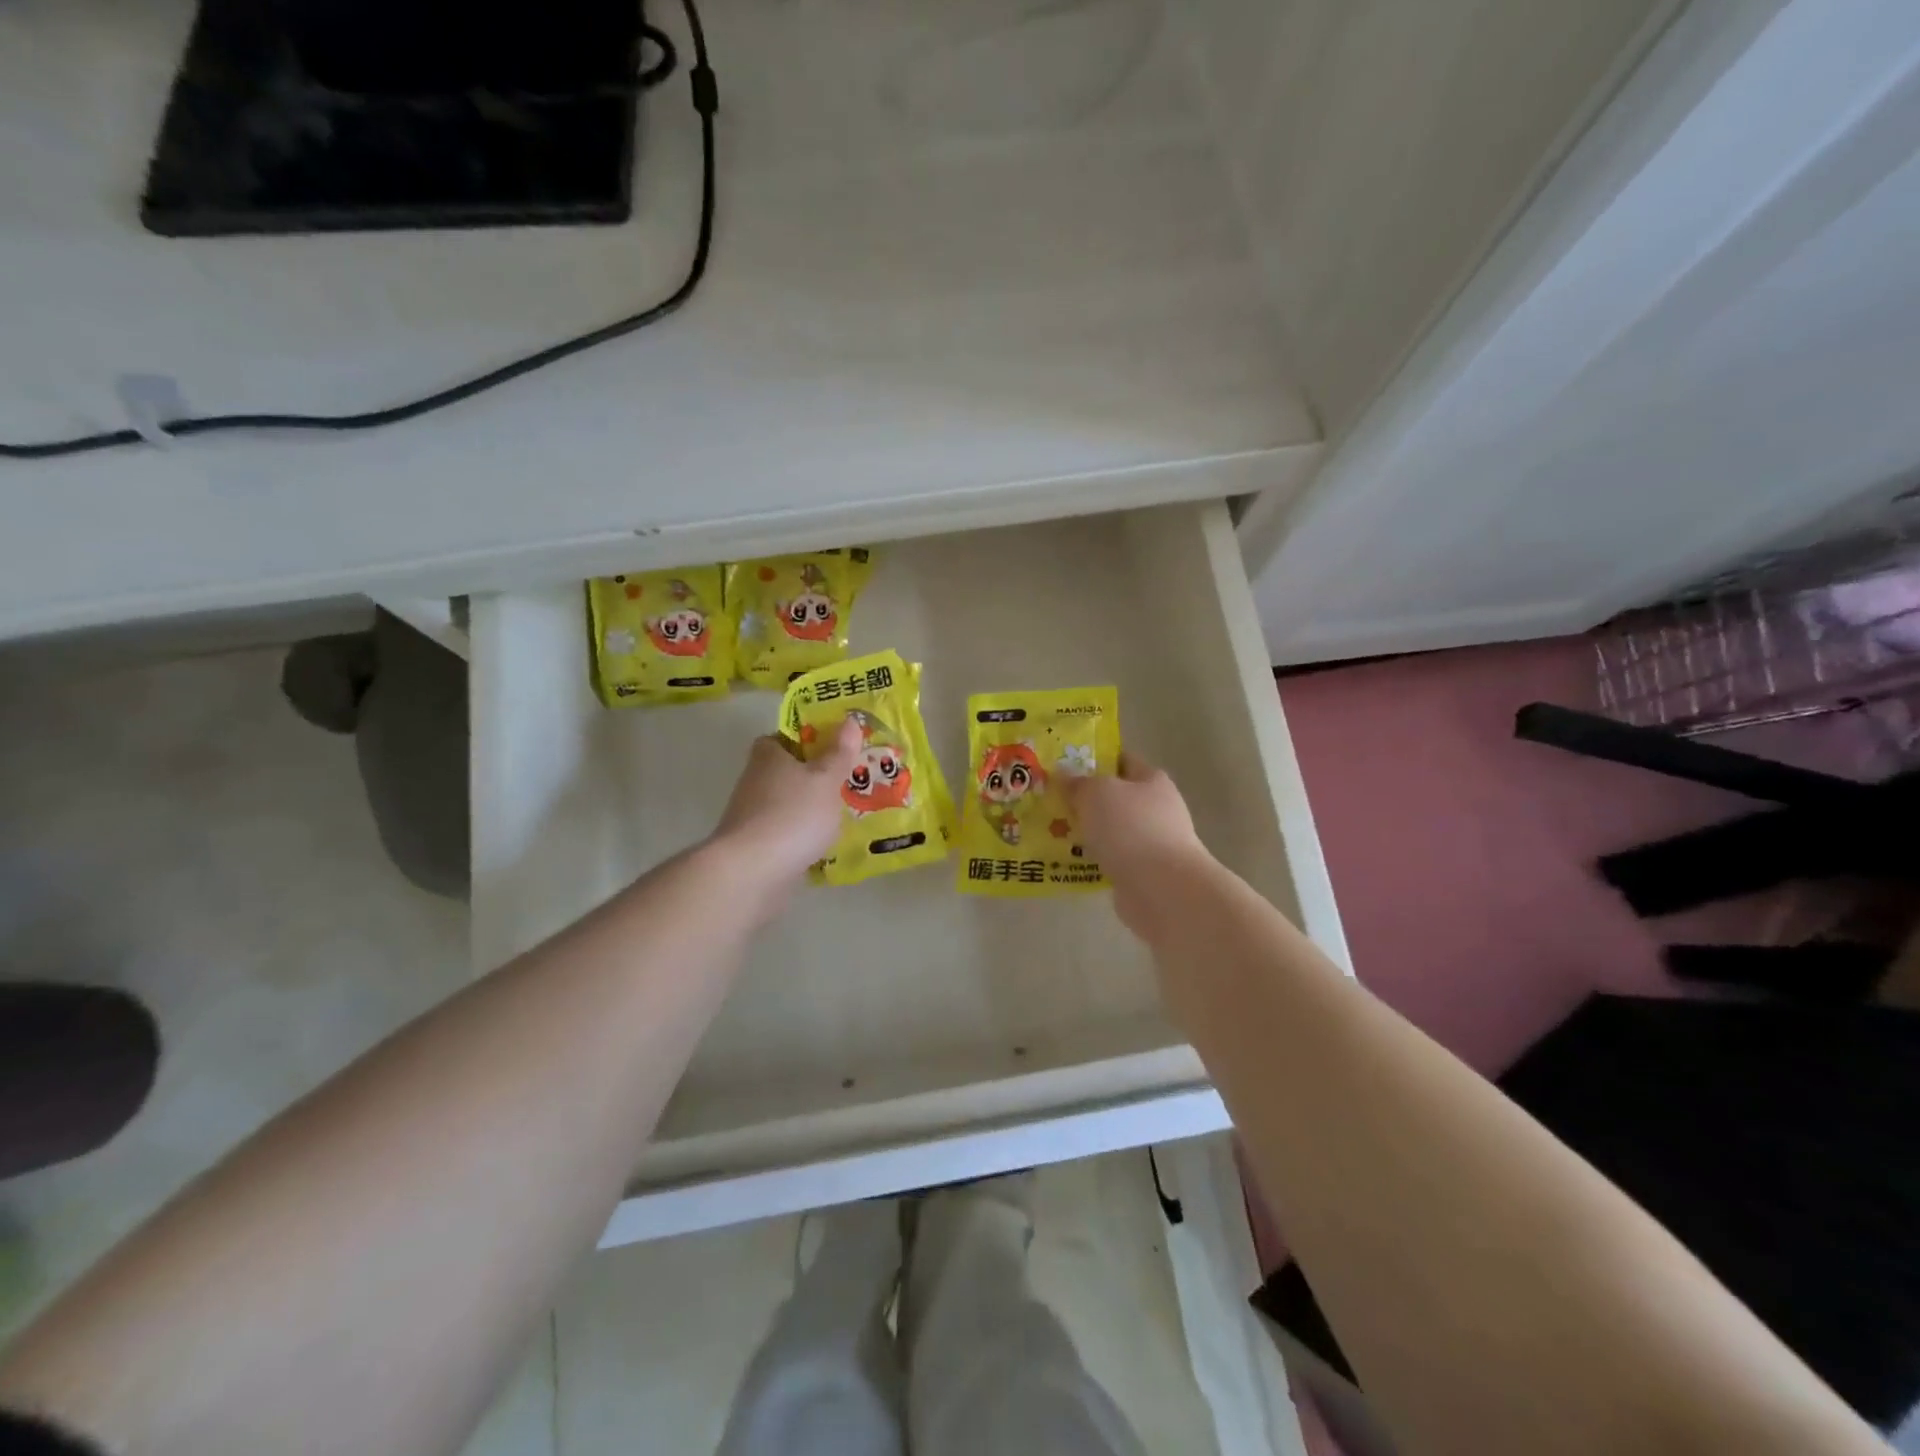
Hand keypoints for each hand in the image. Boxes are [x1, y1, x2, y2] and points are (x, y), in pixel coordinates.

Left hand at [708, 717, 862, 911]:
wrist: (752, 872)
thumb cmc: (793, 814)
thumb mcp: (826, 780)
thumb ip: (839, 753)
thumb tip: (850, 720)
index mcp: (768, 756)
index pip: (780, 738)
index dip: (804, 740)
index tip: (831, 748)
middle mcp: (754, 781)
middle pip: (785, 772)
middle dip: (812, 777)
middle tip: (847, 782)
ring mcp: (751, 817)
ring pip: (786, 804)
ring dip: (807, 809)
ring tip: (843, 815)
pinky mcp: (754, 847)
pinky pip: (784, 834)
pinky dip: (801, 837)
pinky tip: (825, 846)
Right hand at [1065, 752, 1210, 939]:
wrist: (1161, 888)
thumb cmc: (1130, 828)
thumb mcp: (1096, 793)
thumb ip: (1078, 783)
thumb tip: (1065, 775)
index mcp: (1152, 780)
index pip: (1122, 760)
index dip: (1095, 760)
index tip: (1064, 766)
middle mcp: (1158, 808)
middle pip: (1116, 797)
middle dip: (1086, 800)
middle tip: (1052, 802)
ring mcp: (1154, 843)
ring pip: (1112, 830)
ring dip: (1089, 833)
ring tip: (1053, 833)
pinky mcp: (1145, 873)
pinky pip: (1112, 859)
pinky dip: (1094, 860)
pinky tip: (1069, 862)